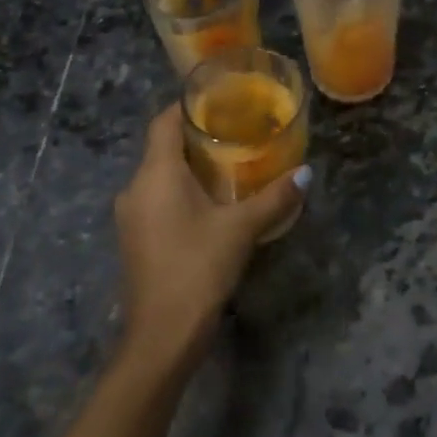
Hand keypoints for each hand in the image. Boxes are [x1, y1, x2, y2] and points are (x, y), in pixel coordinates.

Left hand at [112, 105, 309, 370]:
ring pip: (159, 175)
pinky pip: (157, 198)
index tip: (219, 100)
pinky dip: (181, 190)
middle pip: (162, 147)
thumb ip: (274, 197)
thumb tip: (306, 172)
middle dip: (196, 136)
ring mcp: (131, 215)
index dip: (187, 106)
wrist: (161, 337)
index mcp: (155, 174)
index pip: (163, 122)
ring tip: (230, 162)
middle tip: (236, 130)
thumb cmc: (197, 268)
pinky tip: (211, 201)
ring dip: (189, 166)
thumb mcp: (241, 229)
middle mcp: (135, 187)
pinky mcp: (135, 238)